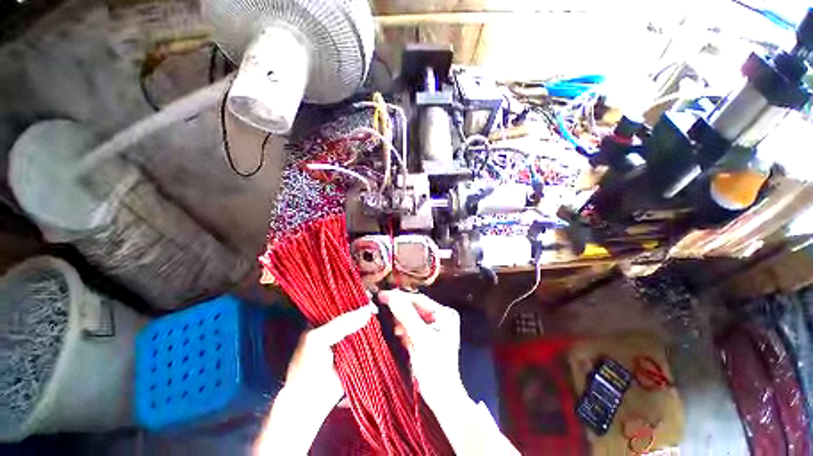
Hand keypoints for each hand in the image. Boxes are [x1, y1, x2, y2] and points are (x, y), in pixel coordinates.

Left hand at [256, 304, 376, 454]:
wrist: (309, 401)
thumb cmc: (307, 367)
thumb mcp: (318, 339)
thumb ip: (341, 324)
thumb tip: (367, 311)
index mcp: (323, 319)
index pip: (340, 302)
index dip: (353, 296)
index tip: (366, 294)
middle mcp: (337, 326)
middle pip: (354, 311)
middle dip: (365, 306)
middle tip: (374, 306)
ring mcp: (348, 338)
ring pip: (362, 323)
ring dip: (371, 319)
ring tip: (379, 314)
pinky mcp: (358, 351)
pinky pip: (368, 338)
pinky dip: (375, 332)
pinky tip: (381, 326)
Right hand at [378, 292, 521, 455]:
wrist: (440, 396)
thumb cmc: (436, 367)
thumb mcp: (421, 339)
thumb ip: (407, 316)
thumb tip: (392, 297)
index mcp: (444, 314)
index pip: (419, 300)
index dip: (400, 297)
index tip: (382, 295)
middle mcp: (439, 316)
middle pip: (415, 307)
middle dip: (399, 308)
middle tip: (381, 306)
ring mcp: (432, 326)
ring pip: (410, 316)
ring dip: (399, 319)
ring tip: (389, 323)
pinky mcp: (424, 336)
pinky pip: (410, 326)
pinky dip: (402, 328)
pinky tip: (397, 333)